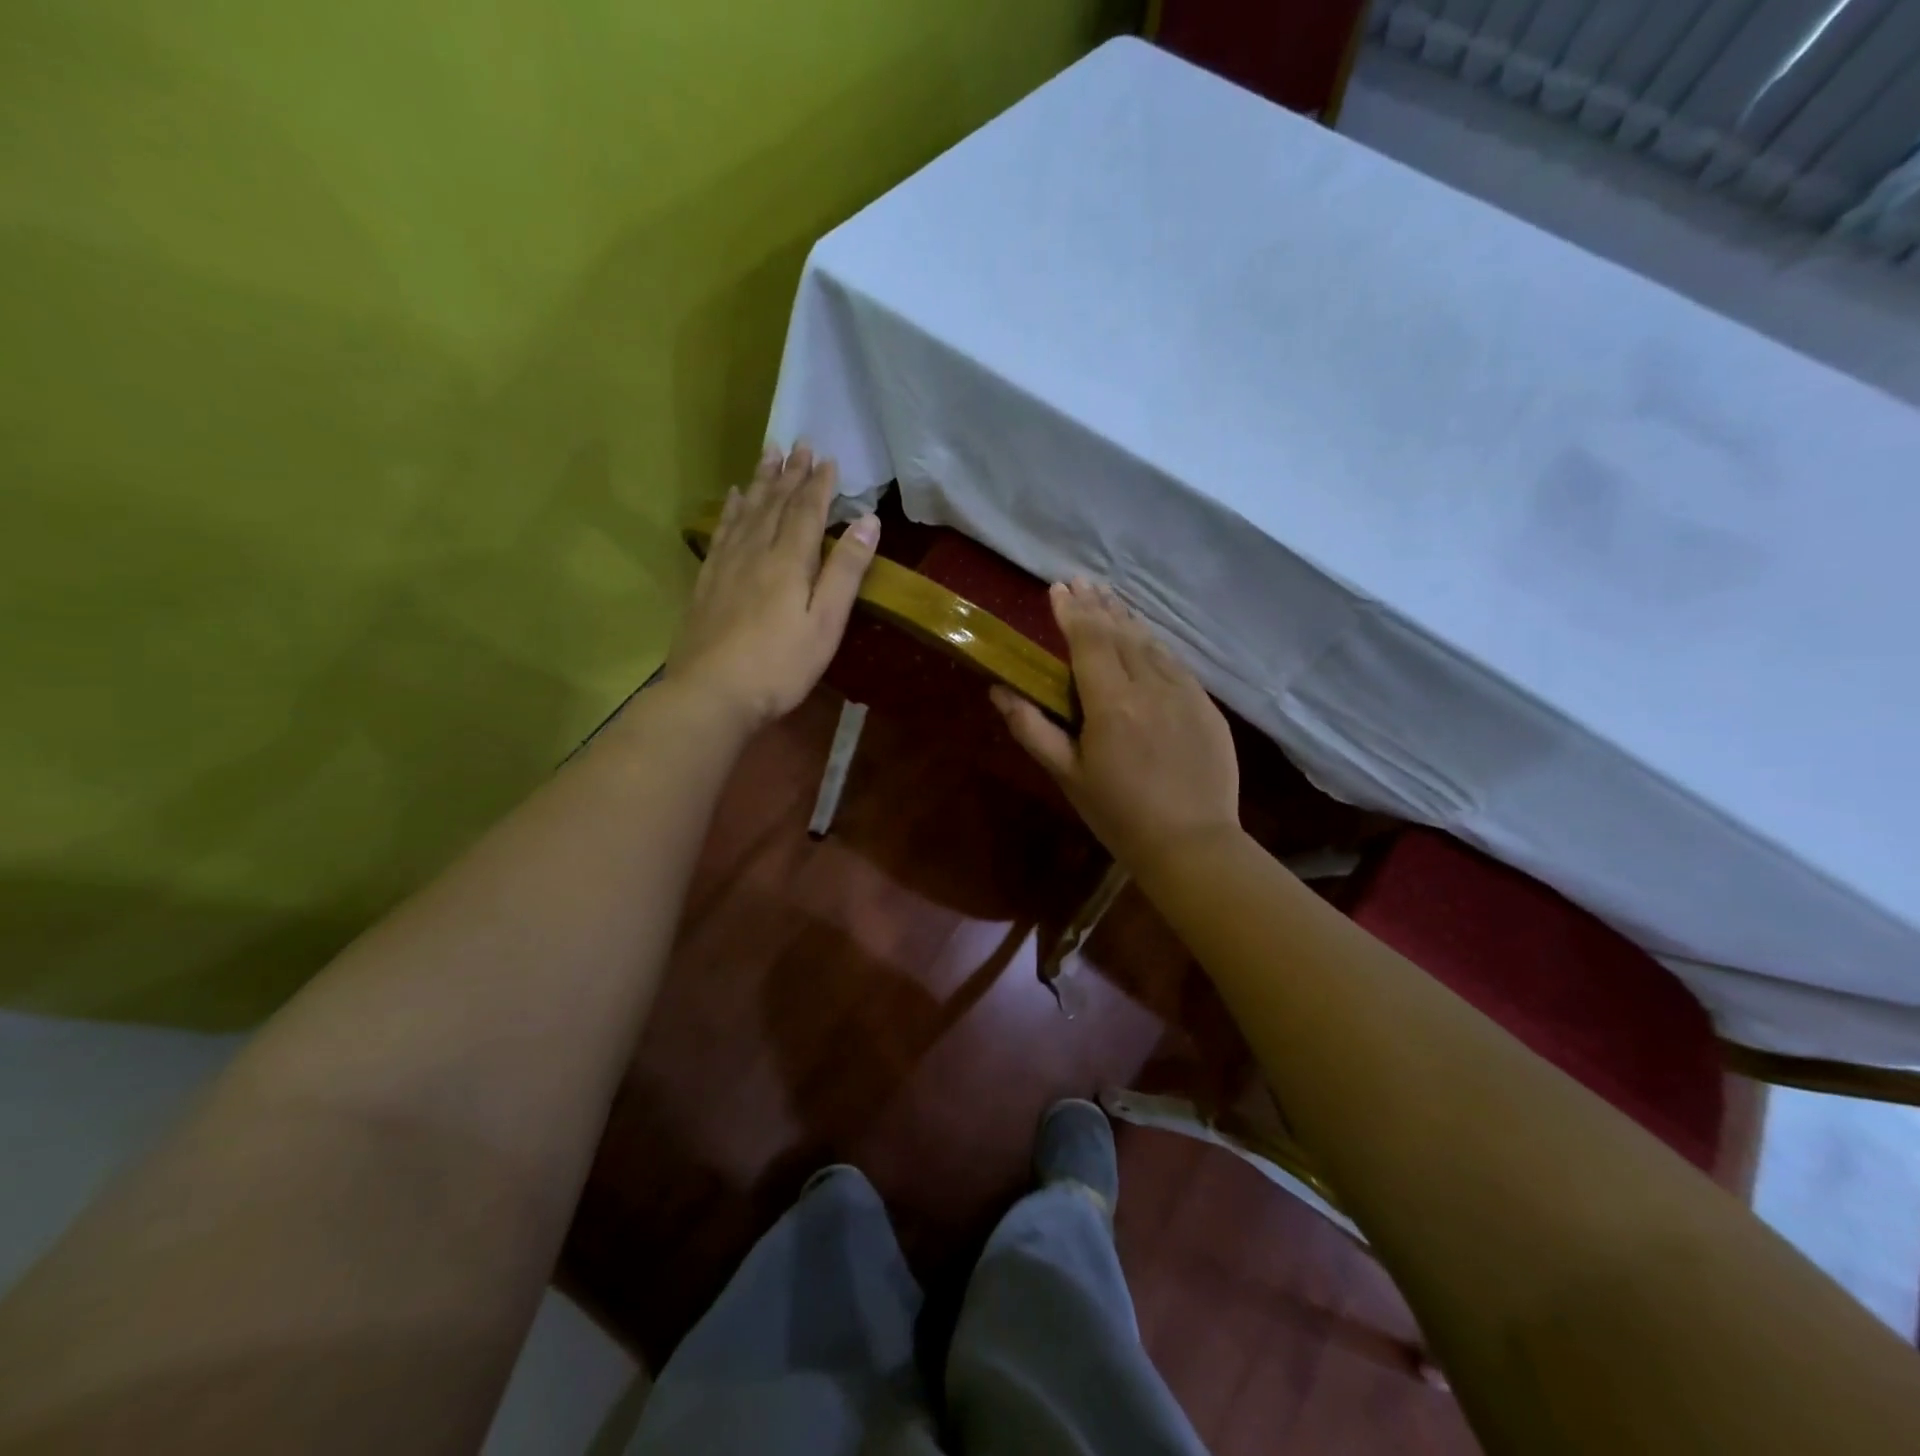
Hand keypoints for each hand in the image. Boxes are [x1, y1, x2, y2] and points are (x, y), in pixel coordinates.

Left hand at [666, 444, 879, 727]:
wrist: (711, 693)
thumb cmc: (780, 665)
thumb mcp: (825, 623)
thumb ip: (845, 571)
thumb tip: (868, 521)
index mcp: (788, 561)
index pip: (806, 511)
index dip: (818, 484)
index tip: (828, 458)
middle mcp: (755, 552)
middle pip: (774, 503)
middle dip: (789, 473)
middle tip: (798, 443)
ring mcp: (726, 566)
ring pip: (745, 512)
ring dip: (760, 482)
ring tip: (767, 455)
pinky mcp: (707, 582)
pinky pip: (721, 532)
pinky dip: (729, 510)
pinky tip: (731, 499)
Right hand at [991, 579, 1240, 874]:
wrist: (1193, 843)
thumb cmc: (1119, 814)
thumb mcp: (1067, 775)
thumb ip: (1032, 728)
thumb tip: (1000, 690)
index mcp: (1112, 703)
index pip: (1088, 642)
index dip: (1072, 613)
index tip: (1057, 589)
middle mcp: (1150, 686)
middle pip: (1120, 633)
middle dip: (1097, 605)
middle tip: (1079, 581)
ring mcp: (1185, 693)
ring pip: (1151, 643)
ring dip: (1126, 618)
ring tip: (1107, 598)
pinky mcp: (1206, 706)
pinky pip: (1174, 662)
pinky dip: (1153, 643)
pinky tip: (1144, 639)